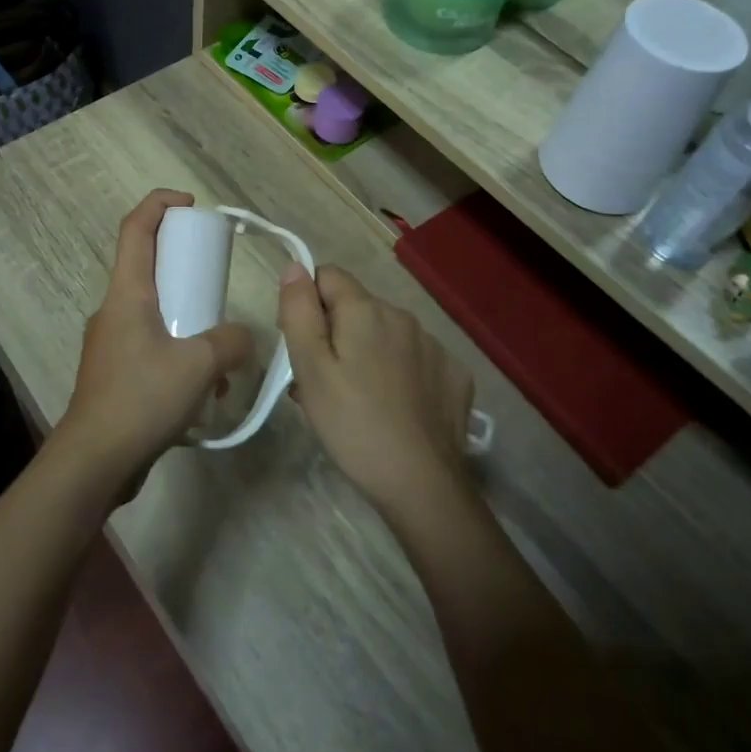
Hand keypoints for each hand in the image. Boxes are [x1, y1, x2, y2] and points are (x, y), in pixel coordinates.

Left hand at [53, 190, 252, 489]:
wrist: (94, 461)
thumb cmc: (142, 398)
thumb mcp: (199, 365)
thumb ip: (230, 342)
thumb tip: (242, 338)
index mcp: (127, 293)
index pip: (135, 228)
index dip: (159, 204)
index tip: (191, 205)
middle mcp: (114, 310)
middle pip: (147, 267)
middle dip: (183, 266)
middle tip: (215, 282)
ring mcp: (111, 343)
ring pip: (153, 312)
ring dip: (187, 320)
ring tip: (219, 355)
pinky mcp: (115, 373)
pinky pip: (151, 346)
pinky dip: (178, 353)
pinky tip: (203, 391)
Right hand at [278, 265, 475, 518]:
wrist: (422, 484)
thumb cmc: (353, 424)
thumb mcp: (310, 369)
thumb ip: (298, 311)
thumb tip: (295, 267)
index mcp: (365, 310)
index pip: (327, 276)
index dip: (307, 305)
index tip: (303, 347)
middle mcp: (403, 315)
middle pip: (356, 308)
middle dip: (335, 333)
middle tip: (322, 383)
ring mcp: (434, 345)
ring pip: (385, 334)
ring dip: (366, 353)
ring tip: (356, 402)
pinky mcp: (454, 374)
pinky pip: (415, 359)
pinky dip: (400, 373)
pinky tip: (395, 408)